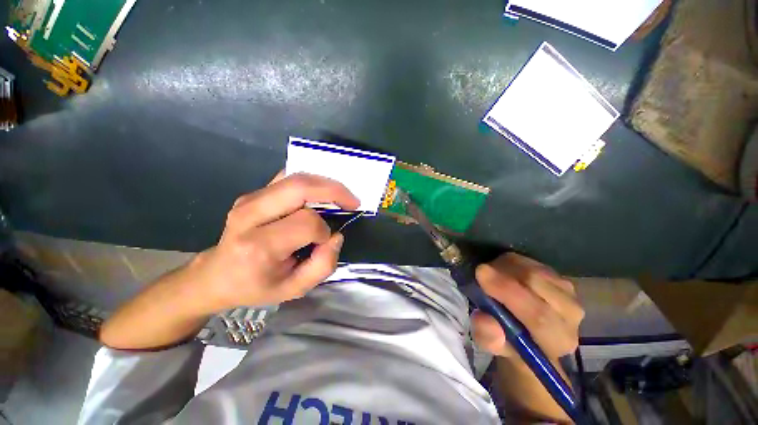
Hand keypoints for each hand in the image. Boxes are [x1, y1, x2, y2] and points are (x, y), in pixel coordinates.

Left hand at [186, 172, 358, 313]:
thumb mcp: (294, 289)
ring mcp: (249, 199)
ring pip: (295, 178)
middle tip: (352, 201)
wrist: (216, 275)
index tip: (325, 241)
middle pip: (300, 188)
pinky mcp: (252, 193)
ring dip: (325, 184)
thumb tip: (336, 236)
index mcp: (258, 245)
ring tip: (341, 196)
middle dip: (333, 190)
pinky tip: (320, 192)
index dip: (324, 230)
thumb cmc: (256, 286)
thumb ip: (322, 266)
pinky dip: (310, 181)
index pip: (306, 223)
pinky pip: (287, 177)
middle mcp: (250, 215)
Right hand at [472, 253, 583, 361]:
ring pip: (533, 269)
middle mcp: (571, 315)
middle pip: (537, 284)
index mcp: (557, 340)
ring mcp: (568, 292)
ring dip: (506, 268)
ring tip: (490, 275)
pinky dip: (512, 263)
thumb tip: (485, 320)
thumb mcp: (491, 344)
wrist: (528, 333)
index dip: (507, 291)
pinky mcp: (559, 276)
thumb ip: (488, 337)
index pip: (537, 315)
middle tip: (480, 271)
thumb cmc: (509, 341)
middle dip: (503, 274)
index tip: (480, 273)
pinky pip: (532, 262)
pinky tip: (502, 271)